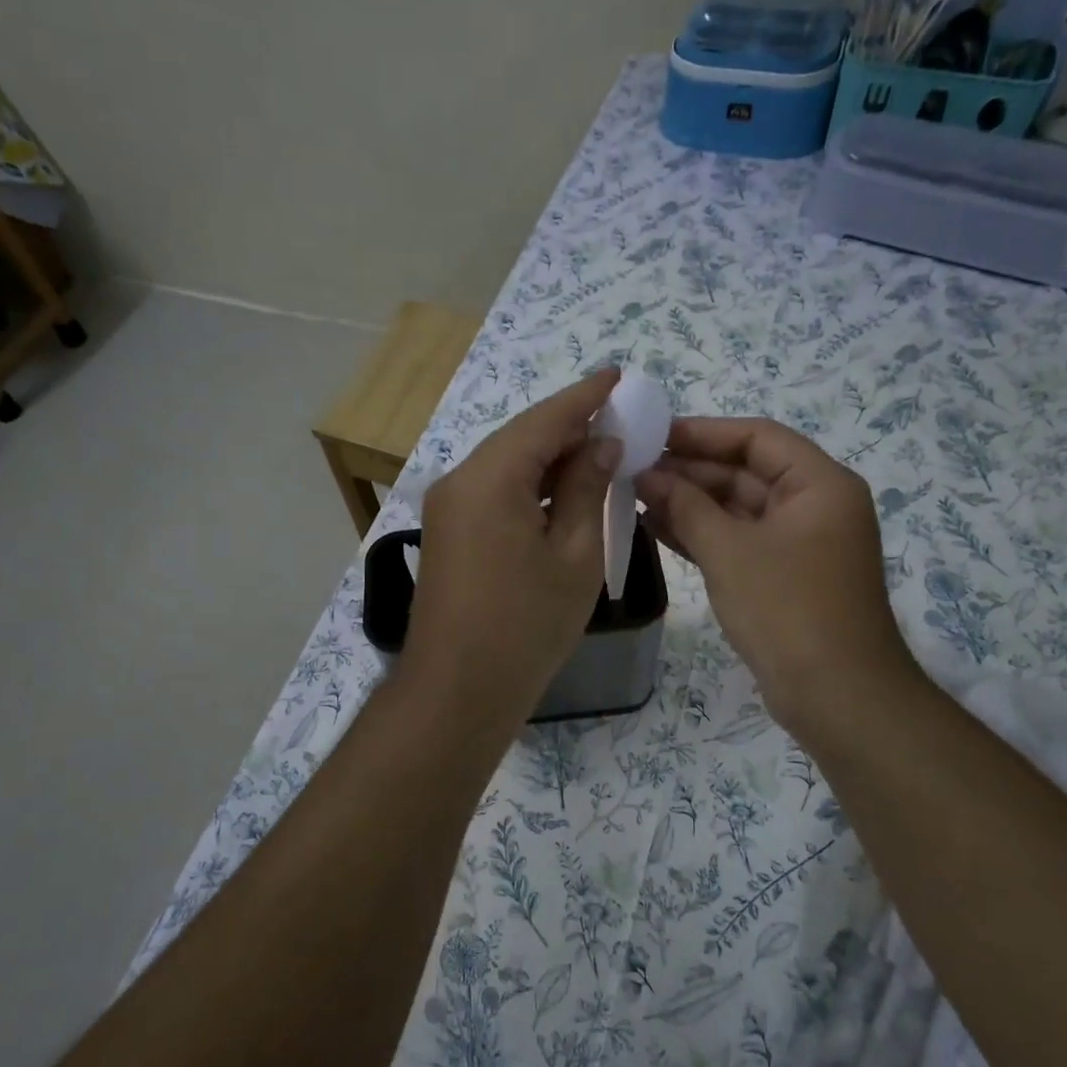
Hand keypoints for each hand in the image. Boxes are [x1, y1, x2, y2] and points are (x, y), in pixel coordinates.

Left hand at [407, 370, 622, 723]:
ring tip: (599, 451)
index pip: (544, 420)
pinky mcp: (448, 533)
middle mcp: (459, 481)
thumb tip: (600, 445)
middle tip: (618, 417)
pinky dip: (529, 486)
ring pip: (506, 466)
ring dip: (550, 458)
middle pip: (521, 438)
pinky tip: (562, 491)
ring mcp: (448, 508)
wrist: (458, 691)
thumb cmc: (527, 626)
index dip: (584, 397)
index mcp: (490, 478)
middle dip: (569, 427)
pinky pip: (494, 492)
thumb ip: (588, 490)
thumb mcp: (574, 555)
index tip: (617, 375)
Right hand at [635, 418, 923, 731]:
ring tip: (636, 496)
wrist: (836, 696)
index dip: (702, 432)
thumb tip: (647, 474)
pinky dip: (702, 535)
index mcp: (819, 485)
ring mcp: (799, 544)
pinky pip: (738, 541)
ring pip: (738, 509)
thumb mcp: (729, 551)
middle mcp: (814, 506)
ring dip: (690, 504)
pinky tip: (657, 528)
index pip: (756, 438)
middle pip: (746, 472)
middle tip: (634, 470)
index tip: (652, 435)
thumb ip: (686, 506)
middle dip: (690, 472)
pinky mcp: (783, 576)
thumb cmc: (787, 609)